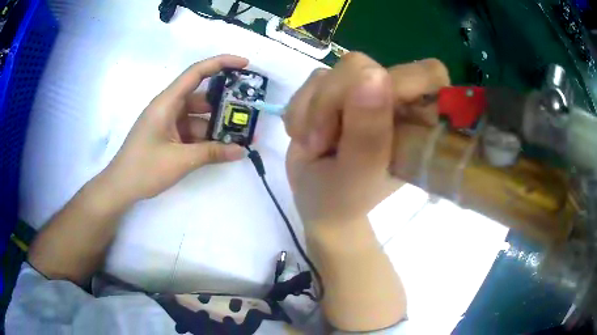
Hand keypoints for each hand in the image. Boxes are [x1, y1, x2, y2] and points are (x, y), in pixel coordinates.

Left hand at [103, 55, 248, 201]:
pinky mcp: (169, 136)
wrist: (121, 188)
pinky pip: (192, 132)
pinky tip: (222, 149)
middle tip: (249, 113)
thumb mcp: (180, 161)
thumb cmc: (144, 169)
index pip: (196, 72)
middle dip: (225, 105)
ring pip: (198, 118)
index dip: (221, 63)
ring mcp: (168, 123)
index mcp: (167, 103)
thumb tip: (242, 150)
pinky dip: (206, 139)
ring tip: (241, 137)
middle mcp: (168, 107)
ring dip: (217, 127)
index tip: (245, 64)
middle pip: (201, 97)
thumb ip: (212, 153)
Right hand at [284, 52, 448, 225]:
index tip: (378, 109)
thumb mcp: (358, 175)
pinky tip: (304, 135)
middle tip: (323, 140)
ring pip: (335, 70)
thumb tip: (372, 73)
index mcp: (418, 120)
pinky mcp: (335, 88)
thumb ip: (368, 133)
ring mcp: (364, 89)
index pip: (430, 74)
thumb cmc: (345, 197)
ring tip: (314, 145)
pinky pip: (314, 80)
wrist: (316, 201)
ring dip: (315, 109)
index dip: (406, 81)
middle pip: (367, 65)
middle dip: (335, 100)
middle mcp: (394, 98)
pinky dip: (300, 109)